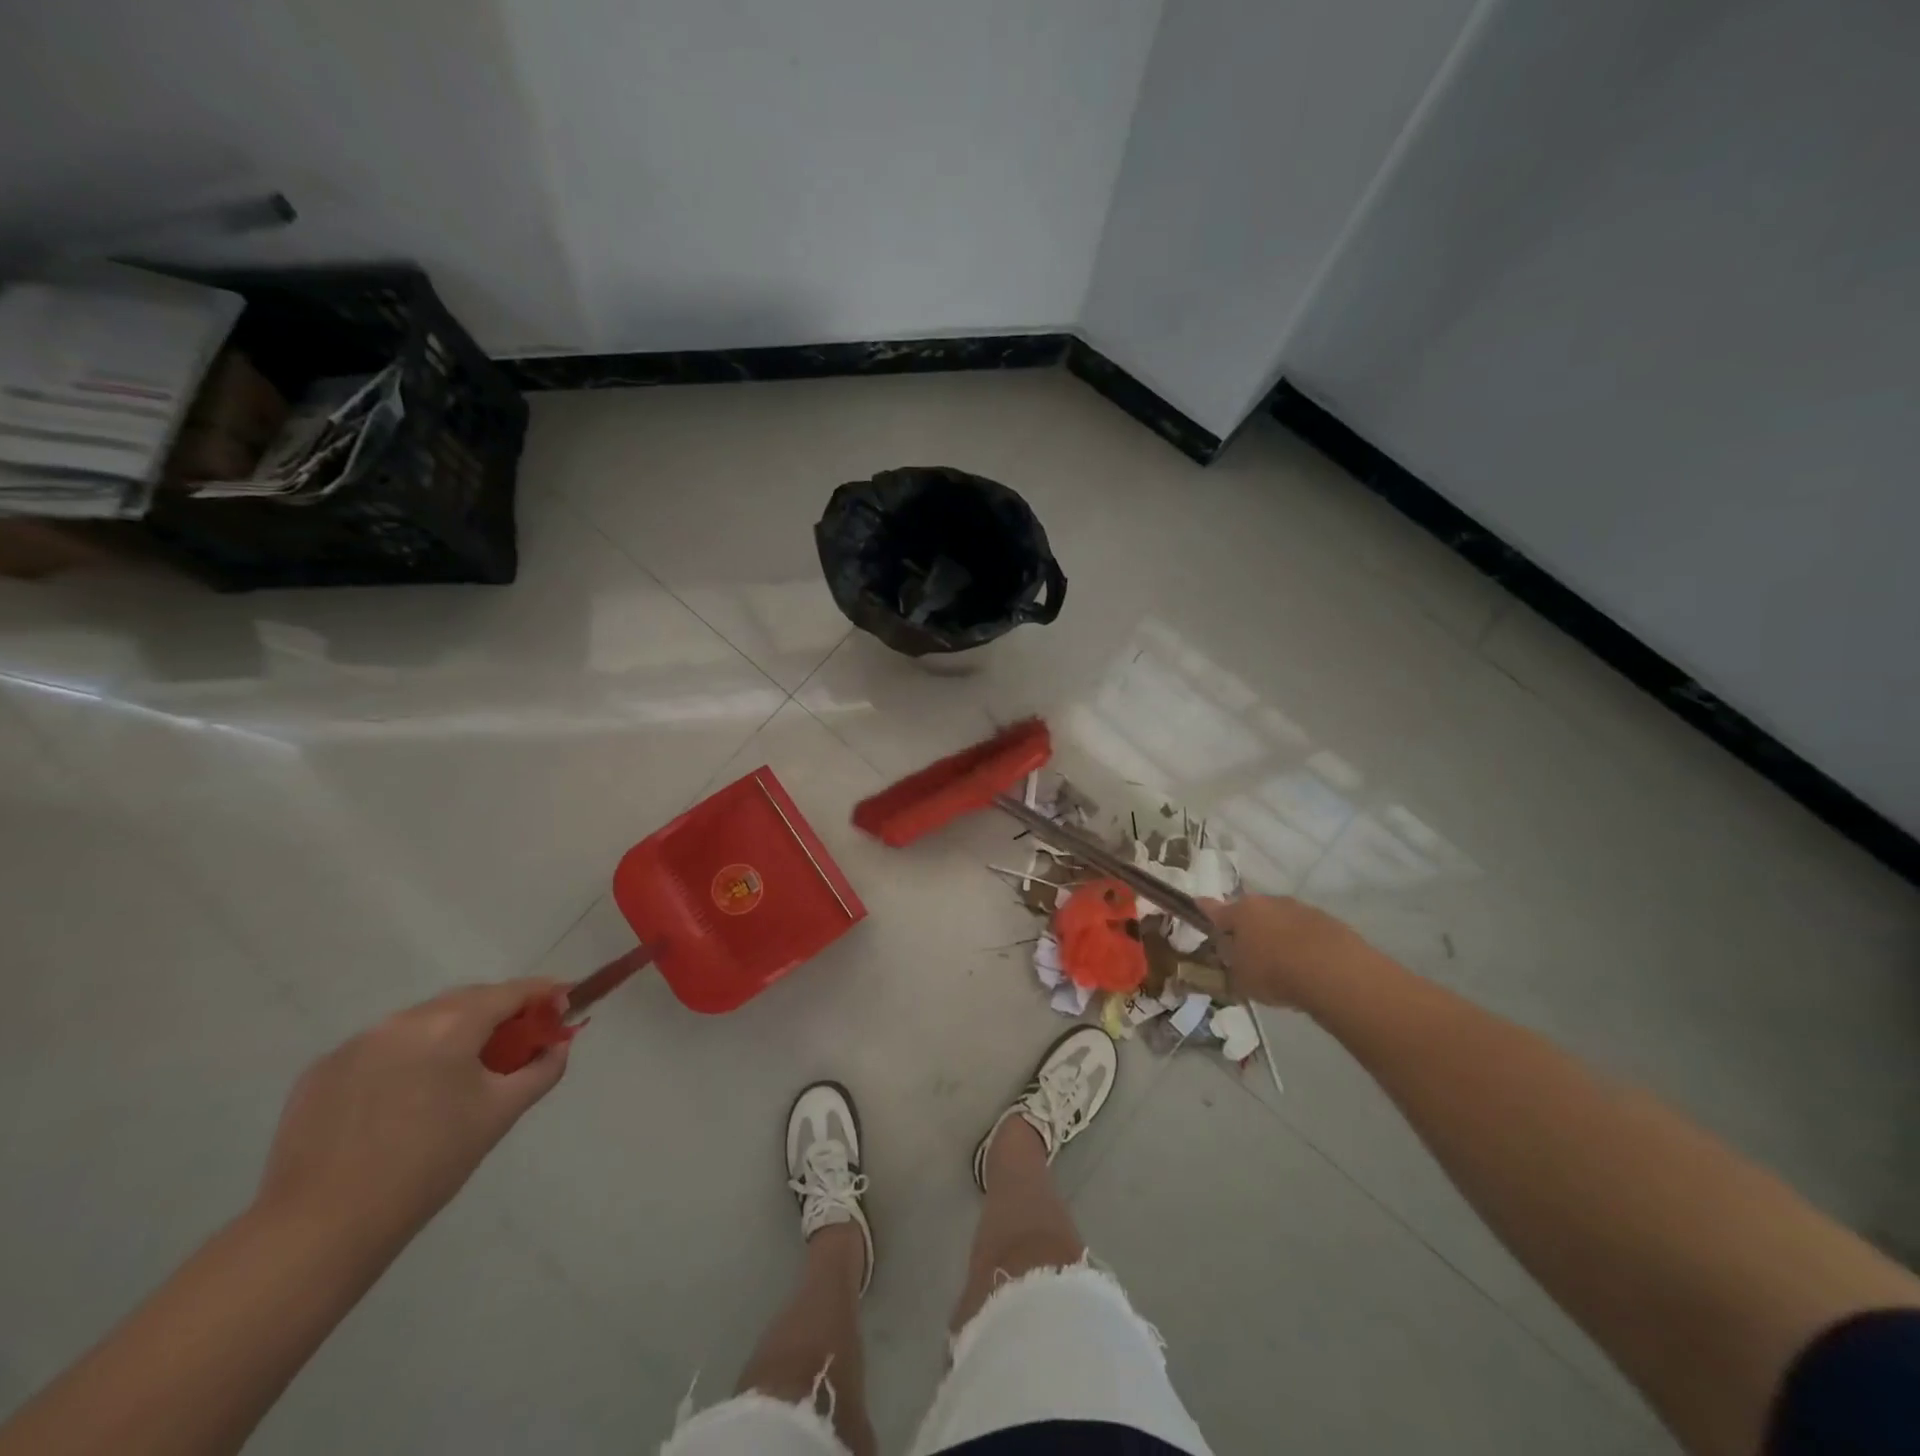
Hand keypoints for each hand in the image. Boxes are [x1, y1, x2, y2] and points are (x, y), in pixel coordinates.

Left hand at [256, 980, 569, 1244]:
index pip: (510, 992)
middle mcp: (403, 1020)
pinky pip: (380, 1049)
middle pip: (465, 1001)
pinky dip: (405, 1058)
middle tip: (517, 1041)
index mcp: (450, 1025)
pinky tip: (404, 1099)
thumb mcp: (500, 1114)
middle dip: (497, 1013)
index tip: (563, 1003)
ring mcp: (356, 1043)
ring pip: (421, 1023)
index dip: (543, 994)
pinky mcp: (321, 1071)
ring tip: (459, 1074)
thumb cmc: (429, 1164)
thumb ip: (540, 1070)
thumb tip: (559, 1045)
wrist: (322, 1227)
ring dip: (449, 1035)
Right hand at [1200, 894, 1369, 1007]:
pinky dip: (1302, 942)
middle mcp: (1267, 903)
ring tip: (1282, 962)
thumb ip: (1231, 963)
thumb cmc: (1275, 973)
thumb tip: (1228, 953)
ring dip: (1276, 934)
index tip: (1197, 904)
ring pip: (1279, 919)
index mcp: (1240, 912)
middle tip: (1248, 951)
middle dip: (1247, 927)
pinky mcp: (1326, 920)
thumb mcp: (1241, 978)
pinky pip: (1305, 930)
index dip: (1204, 910)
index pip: (1214, 909)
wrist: (1334, 972)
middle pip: (1250, 912)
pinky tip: (1308, 964)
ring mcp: (1298, 908)